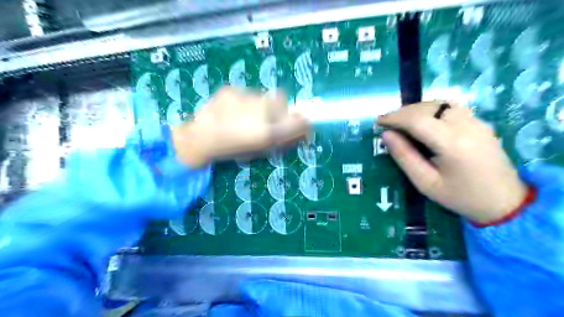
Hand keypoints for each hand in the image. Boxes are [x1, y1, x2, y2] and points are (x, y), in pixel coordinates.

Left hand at [173, 85, 309, 166]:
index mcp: (265, 133)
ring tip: (247, 115)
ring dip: (263, 104)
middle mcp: (258, 112)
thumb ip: (282, 141)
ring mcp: (243, 97)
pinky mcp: (231, 89)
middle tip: (269, 118)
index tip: (301, 123)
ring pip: (264, 95)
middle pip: (282, 100)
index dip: (302, 121)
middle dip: (280, 109)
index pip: (297, 120)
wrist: (199, 138)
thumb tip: (302, 133)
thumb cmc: (231, 150)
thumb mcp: (260, 150)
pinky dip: (246, 102)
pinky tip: (234, 110)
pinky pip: (248, 93)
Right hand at [378, 101, 529, 222]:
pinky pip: (450, 107)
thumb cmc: (460, 197)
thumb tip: (386, 135)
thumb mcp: (425, 183)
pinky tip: (422, 120)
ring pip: (439, 104)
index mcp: (452, 144)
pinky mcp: (479, 122)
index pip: (417, 120)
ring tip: (401, 121)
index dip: (394, 118)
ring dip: (416, 109)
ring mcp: (476, 121)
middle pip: (427, 108)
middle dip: (402, 112)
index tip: (378, 122)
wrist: (505, 202)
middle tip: (386, 122)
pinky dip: (431, 109)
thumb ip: (404, 157)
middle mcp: (466, 126)